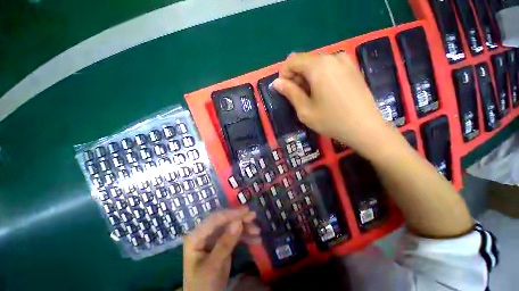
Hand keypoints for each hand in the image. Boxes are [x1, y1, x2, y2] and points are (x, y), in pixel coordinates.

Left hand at [183, 208, 260, 290]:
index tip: (246, 212)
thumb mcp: (213, 266)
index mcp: (196, 236)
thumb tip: (238, 222)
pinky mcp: (222, 243)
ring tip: (257, 231)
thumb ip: (225, 244)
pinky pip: (235, 236)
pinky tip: (256, 240)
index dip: (230, 214)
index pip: (214, 219)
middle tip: (253, 216)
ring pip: (231, 227)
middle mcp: (205, 233)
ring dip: (244, 228)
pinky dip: (245, 236)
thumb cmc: (203, 284)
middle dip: (239, 218)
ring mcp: (214, 238)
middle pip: (224, 221)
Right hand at [273, 52, 397, 154]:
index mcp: (319, 66)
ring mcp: (345, 61)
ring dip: (307, 78)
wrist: (366, 128)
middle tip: (297, 97)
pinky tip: (324, 94)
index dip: (284, 74)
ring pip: (316, 65)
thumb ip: (290, 92)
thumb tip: (276, 82)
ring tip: (311, 98)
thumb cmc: (331, 120)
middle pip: (305, 61)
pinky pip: (329, 68)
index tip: (284, 90)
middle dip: (296, 77)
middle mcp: (332, 57)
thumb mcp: (305, 110)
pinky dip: (320, 77)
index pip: (292, 60)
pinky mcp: (352, 68)